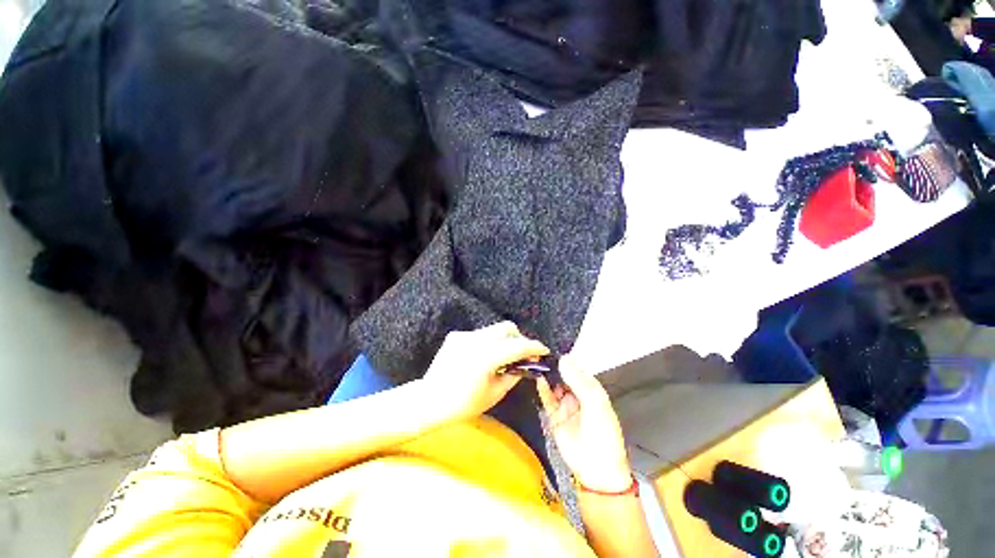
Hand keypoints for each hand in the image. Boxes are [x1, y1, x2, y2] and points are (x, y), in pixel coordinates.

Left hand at [424, 322, 549, 421]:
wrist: (429, 400)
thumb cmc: (463, 404)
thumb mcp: (495, 393)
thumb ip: (514, 374)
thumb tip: (527, 364)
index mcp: (486, 357)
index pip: (517, 346)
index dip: (534, 347)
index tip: (544, 350)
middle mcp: (476, 340)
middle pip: (507, 328)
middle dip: (519, 338)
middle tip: (523, 354)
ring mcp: (464, 335)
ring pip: (493, 330)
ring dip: (504, 341)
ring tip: (503, 358)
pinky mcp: (456, 336)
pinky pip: (479, 335)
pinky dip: (488, 343)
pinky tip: (483, 359)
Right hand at [537, 355, 631, 492]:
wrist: (597, 470)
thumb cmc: (604, 435)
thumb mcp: (596, 404)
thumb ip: (579, 382)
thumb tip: (564, 359)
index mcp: (591, 389)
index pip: (576, 368)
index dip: (565, 359)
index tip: (552, 348)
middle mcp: (577, 394)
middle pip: (562, 375)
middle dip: (553, 366)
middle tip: (540, 354)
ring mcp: (565, 404)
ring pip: (553, 385)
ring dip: (546, 375)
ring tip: (536, 364)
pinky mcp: (554, 415)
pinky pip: (547, 399)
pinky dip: (542, 389)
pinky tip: (538, 380)